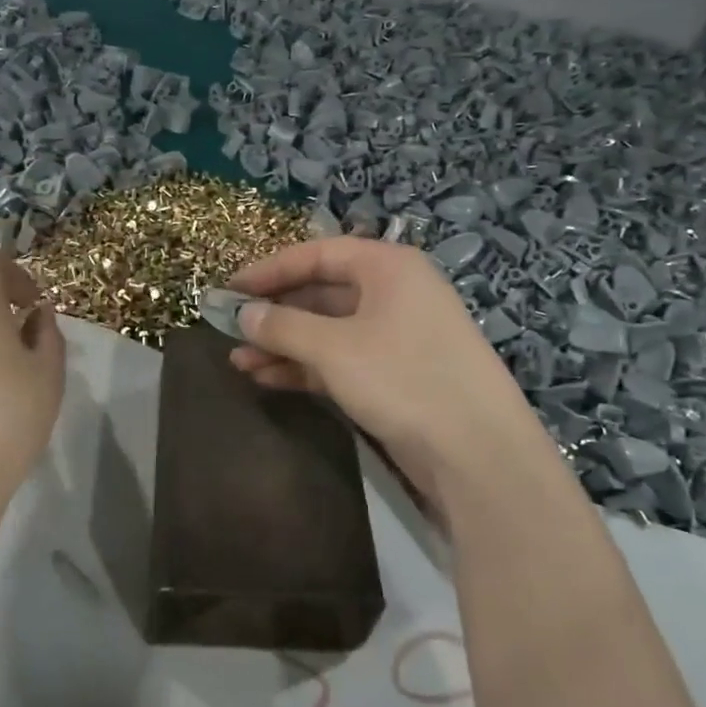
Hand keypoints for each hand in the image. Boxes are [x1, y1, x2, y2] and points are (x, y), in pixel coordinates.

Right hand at [228, 238, 532, 518]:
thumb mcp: (334, 348)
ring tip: (238, 361)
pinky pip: (340, 359)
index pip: (317, 254)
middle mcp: (394, 293)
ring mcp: (396, 336)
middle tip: (230, 329)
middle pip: (321, 292)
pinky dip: (305, 367)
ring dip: (283, 344)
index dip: (269, 270)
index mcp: (388, 267)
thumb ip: (282, 326)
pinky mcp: (394, 374)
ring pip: (327, 330)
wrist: (476, 452)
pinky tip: (268, 379)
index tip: (229, 289)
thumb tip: (241, 314)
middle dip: (274, 312)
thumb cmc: (403, 379)